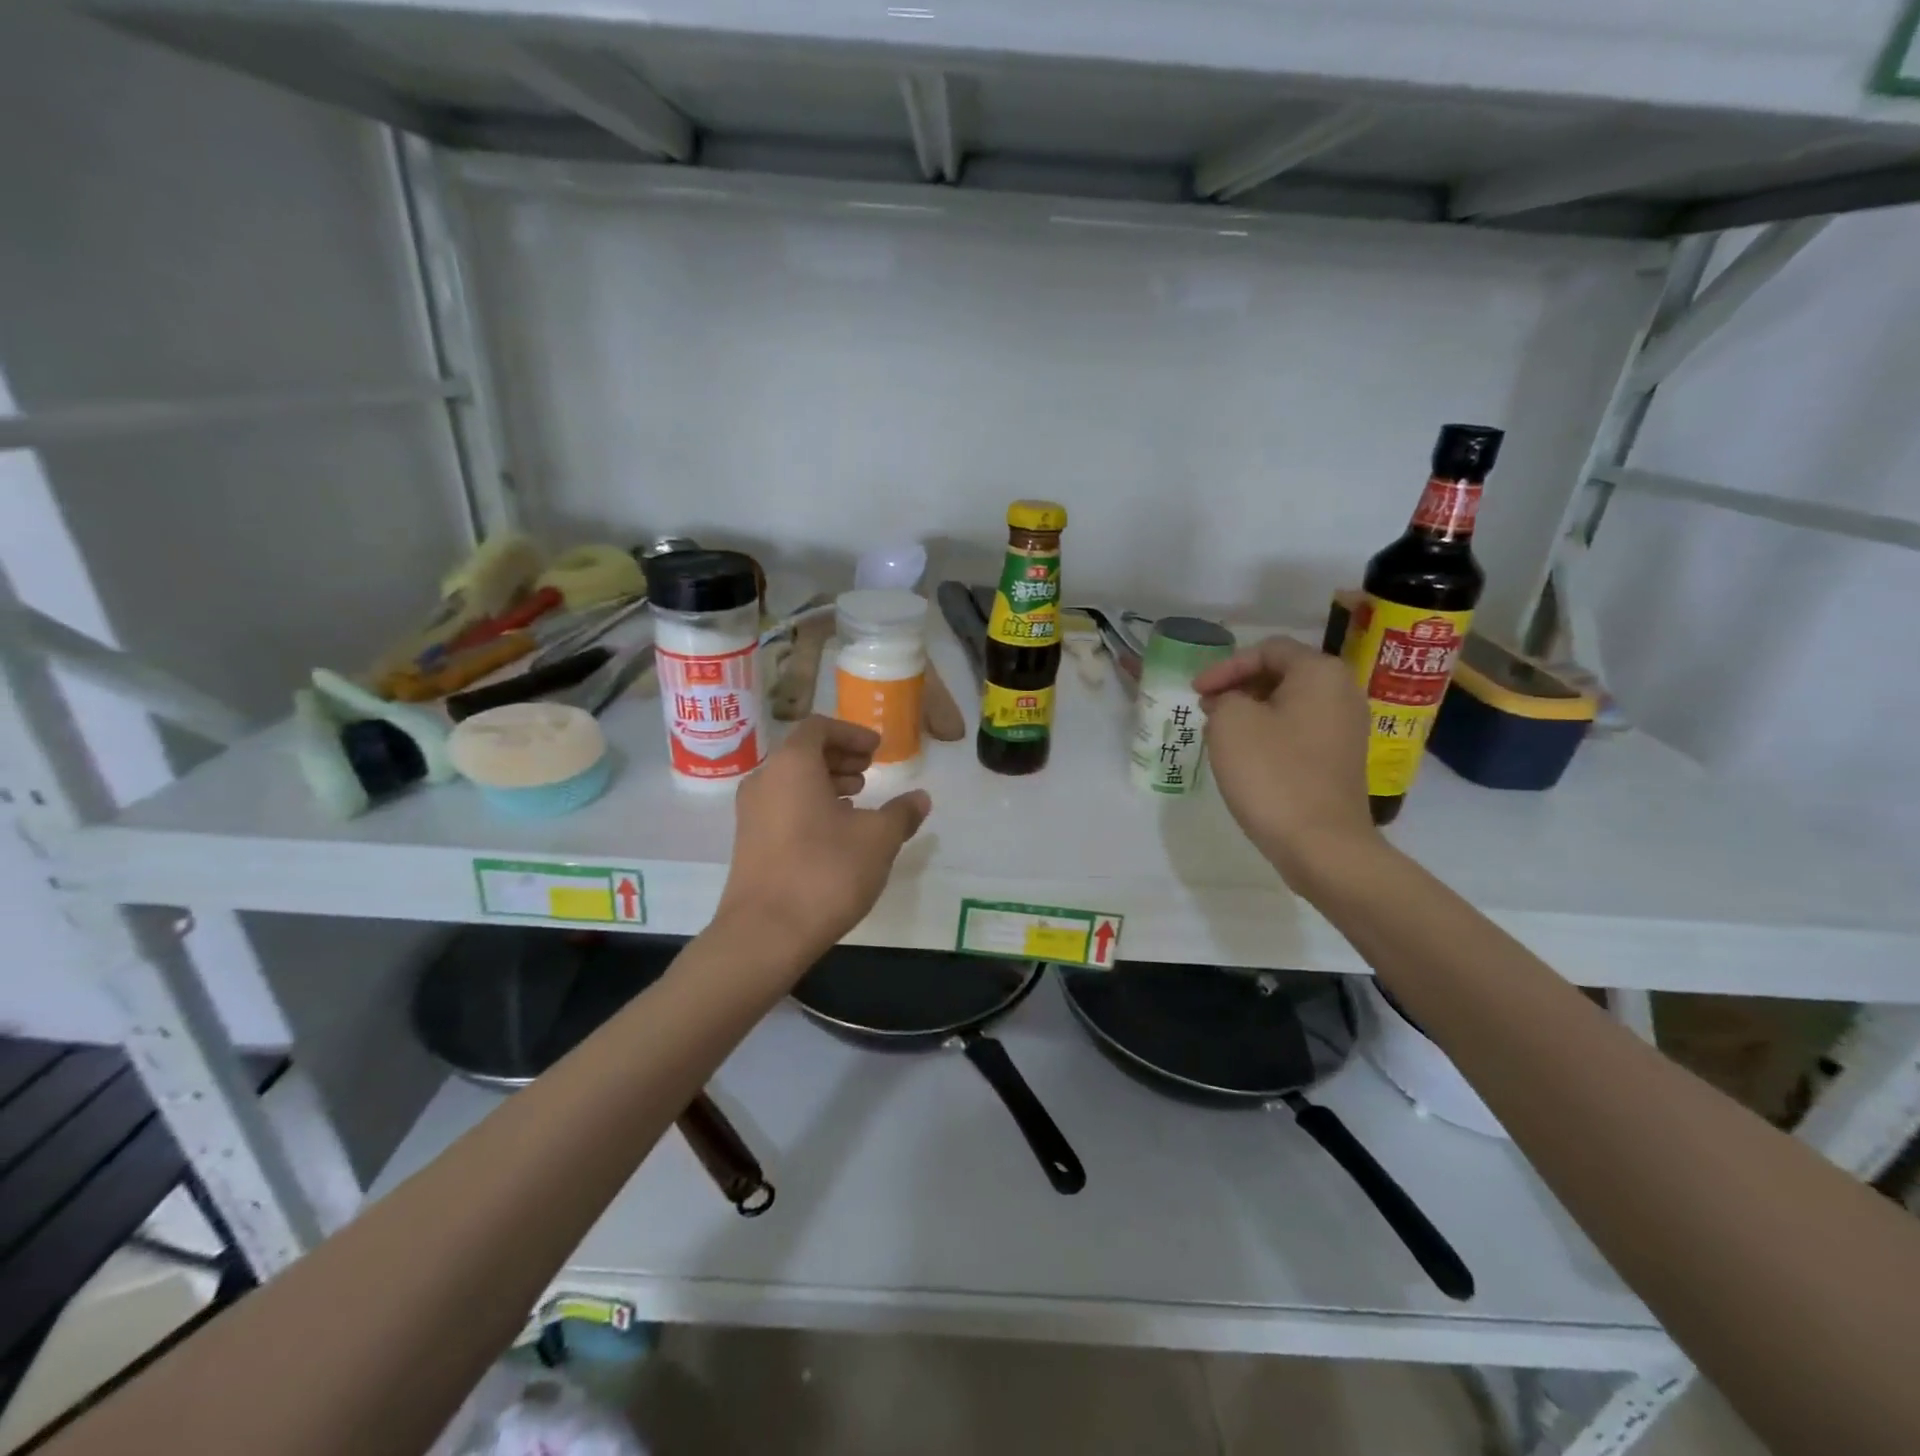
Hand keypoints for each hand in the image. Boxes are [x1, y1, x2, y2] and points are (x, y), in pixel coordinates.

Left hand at [715, 716, 930, 962]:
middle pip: (802, 753)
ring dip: (825, 783)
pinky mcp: (748, 843)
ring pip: (791, 782)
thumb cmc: (826, 872)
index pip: (819, 727)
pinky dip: (809, 805)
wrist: (765, 933)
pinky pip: (782, 806)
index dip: (851, 733)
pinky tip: (835, 833)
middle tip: (870, 772)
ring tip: (857, 801)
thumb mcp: (878, 839)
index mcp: (792, 765)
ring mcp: (750, 813)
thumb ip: (901, 813)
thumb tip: (920, 798)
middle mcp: (765, 780)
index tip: (877, 749)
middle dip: (839, 757)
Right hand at [1194, 635, 1378, 887]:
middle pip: (1281, 673)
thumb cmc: (1272, 773)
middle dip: (1238, 687)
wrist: (1321, 844)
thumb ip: (1225, 697)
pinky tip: (1245, 755)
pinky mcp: (1341, 759)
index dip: (1225, 667)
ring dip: (1251, 712)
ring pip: (1289, 704)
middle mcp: (1343, 692)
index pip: (1266, 650)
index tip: (1195, 692)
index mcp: (1320, 672)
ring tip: (1218, 731)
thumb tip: (1232, 703)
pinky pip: (1299, 731)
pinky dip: (1269, 733)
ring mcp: (1347, 728)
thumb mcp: (1231, 722)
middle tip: (1205, 708)